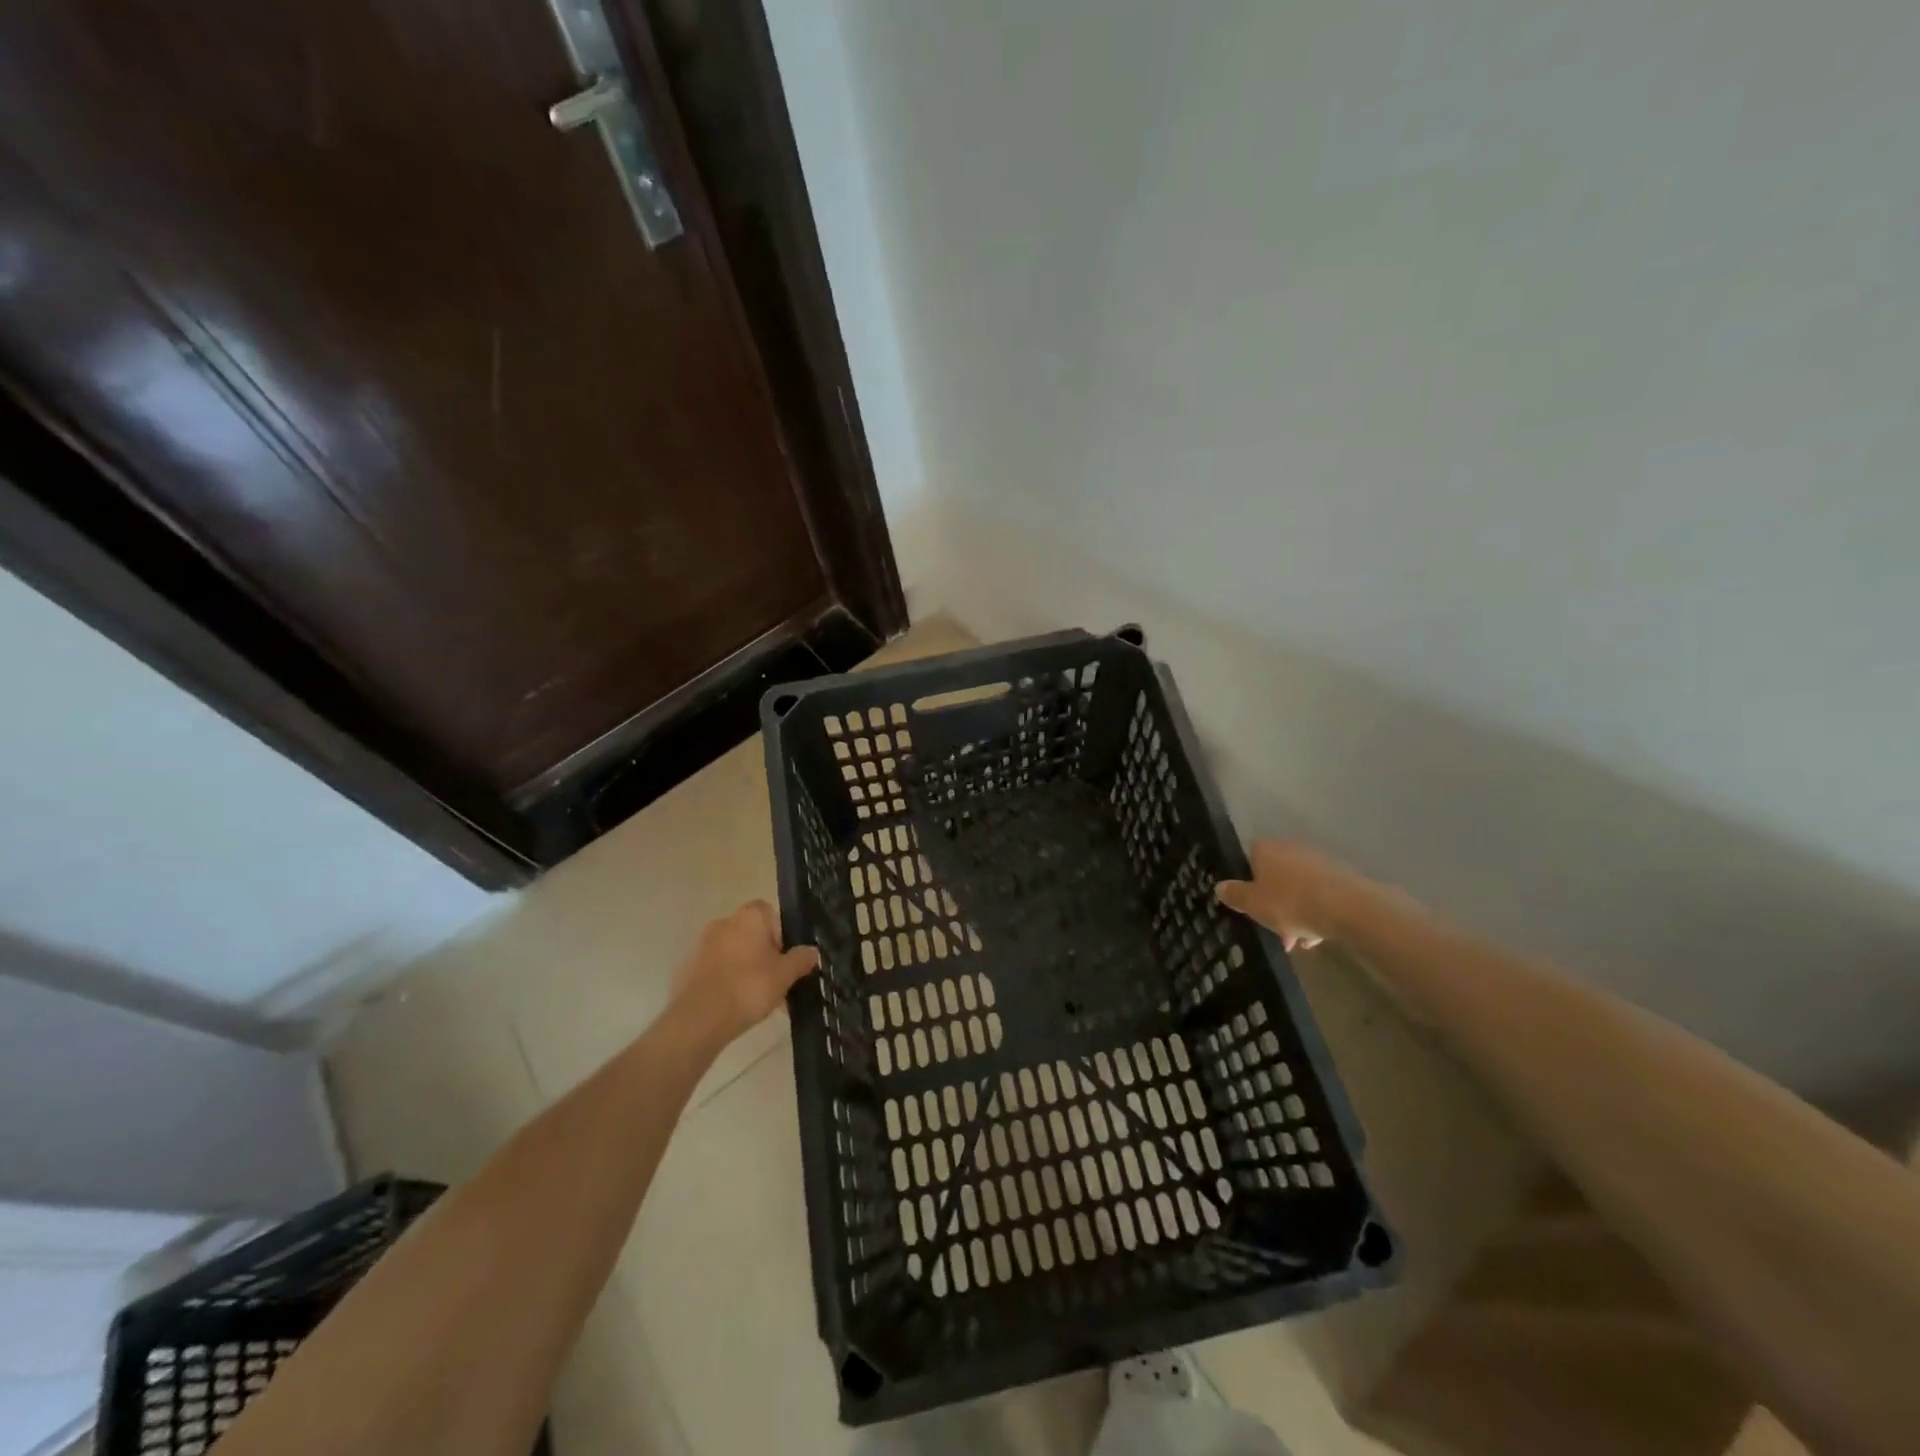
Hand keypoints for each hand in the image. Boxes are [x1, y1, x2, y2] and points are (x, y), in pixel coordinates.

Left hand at [670, 901, 818, 1044]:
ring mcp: (702, 945)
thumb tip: (812, 951)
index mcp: (749, 916)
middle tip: (777, 982)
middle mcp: (724, 922)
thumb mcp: (785, 975)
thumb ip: (801, 960)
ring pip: (734, 954)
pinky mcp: (688, 968)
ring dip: (746, 969)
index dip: (782, 935)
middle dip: (765, 955)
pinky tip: (736, 1007)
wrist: (699, 1019)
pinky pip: (717, 970)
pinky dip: (727, 982)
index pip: (770, 913)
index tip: (786, 959)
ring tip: (759, 1001)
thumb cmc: (749, 987)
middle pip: (752, 934)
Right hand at [1216, 839, 1360, 951]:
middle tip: (1274, 928)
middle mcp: (1290, 848)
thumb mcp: (1253, 904)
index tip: (1251, 905)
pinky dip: (1315, 912)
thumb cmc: (1289, 902)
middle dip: (1274, 902)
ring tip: (1299, 941)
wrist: (1347, 907)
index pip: (1250, 858)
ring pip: (1298, 887)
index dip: (1248, 882)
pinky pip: (1319, 894)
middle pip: (1275, 875)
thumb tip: (1219, 886)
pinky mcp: (1340, 876)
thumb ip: (1235, 895)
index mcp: (1265, 849)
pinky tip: (1317, 937)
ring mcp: (1317, 860)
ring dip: (1295, 911)